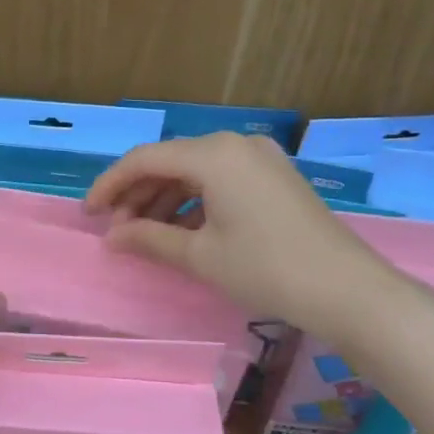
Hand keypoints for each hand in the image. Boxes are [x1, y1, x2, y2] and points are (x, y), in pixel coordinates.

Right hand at [85, 132, 396, 322]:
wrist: (345, 289)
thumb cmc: (264, 268)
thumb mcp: (200, 255)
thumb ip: (148, 239)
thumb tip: (111, 237)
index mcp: (213, 154)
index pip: (145, 159)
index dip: (110, 185)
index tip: (88, 214)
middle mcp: (236, 144)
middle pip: (170, 162)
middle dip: (137, 194)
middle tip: (115, 230)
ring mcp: (260, 159)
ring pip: (195, 172)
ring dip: (164, 200)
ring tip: (144, 235)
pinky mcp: (275, 177)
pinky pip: (220, 180)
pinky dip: (194, 202)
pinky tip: (182, 231)